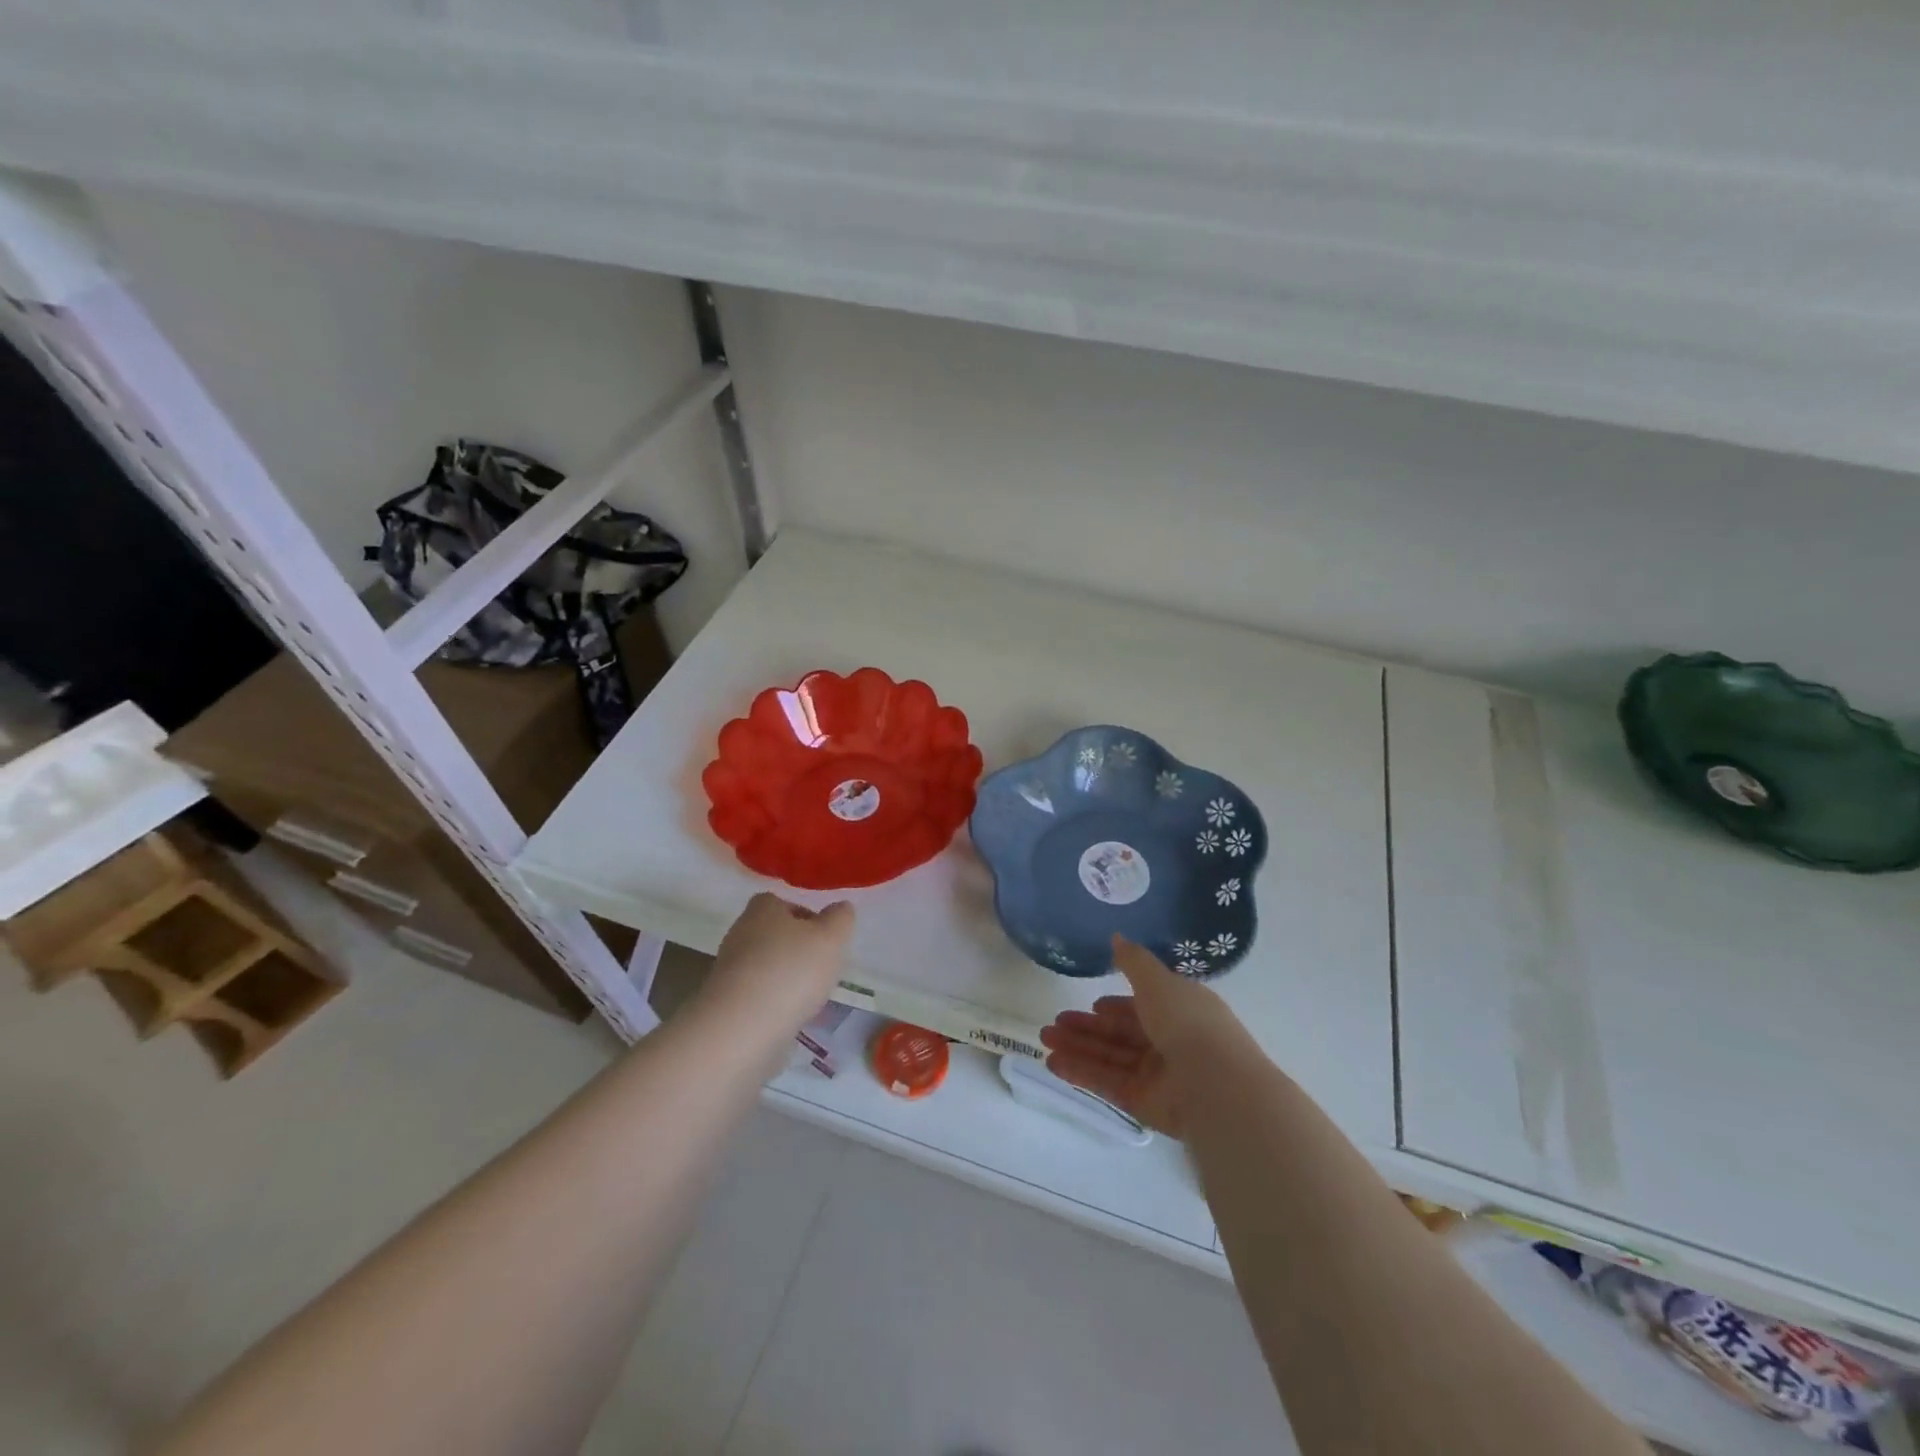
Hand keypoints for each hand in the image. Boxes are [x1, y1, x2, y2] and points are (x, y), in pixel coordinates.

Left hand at [698, 892, 855, 1034]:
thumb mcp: (831, 938)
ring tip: (812, 999)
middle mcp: (741, 934)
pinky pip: (758, 999)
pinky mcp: (725, 1005)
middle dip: (798, 951)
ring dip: (788, 981)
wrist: (740, 1030)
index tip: (826, 938)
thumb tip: (840, 909)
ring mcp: (729, 972)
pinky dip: (775, 1006)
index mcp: (763, 909)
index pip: (784, 903)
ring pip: (767, 969)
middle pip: (775, 936)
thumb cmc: (790, 971)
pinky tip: (792, 1021)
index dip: (807, 918)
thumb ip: (841, 919)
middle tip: (823, 969)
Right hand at [1039, 936, 1243, 1136]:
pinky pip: (1107, 1082)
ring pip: (1109, 1057)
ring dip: (1077, 1048)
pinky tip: (1053, 1063)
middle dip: (1086, 1028)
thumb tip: (1116, 936)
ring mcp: (1156, 1075)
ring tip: (1044, 1040)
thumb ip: (1133, 961)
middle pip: (1120, 1034)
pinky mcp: (1143, 1102)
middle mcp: (1169, 1042)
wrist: (1214, 1084)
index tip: (1092, 1004)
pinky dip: (1081, 1072)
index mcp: (1179, 1011)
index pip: (1143, 1007)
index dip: (1117, 1006)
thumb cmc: (1187, 1021)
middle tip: (1053, 1023)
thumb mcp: (1157, 980)